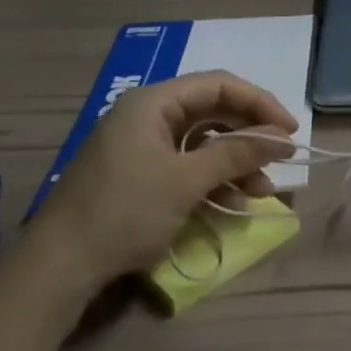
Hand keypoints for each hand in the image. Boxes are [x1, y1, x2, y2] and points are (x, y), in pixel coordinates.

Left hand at [29, 71, 299, 296]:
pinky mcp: (140, 174)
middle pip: (212, 112)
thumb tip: (281, 138)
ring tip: (262, 191)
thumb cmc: (125, 212)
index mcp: (153, 103)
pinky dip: (212, 180)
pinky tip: (233, 203)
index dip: (259, 104)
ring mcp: (142, 146)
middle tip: (281, 158)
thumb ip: (236, 154)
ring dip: (235, 163)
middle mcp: (148, 116)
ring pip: (203, 142)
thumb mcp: (186, 181)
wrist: (60, 265)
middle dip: (249, 137)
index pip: (219, 85)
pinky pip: (187, 165)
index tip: (290, 130)